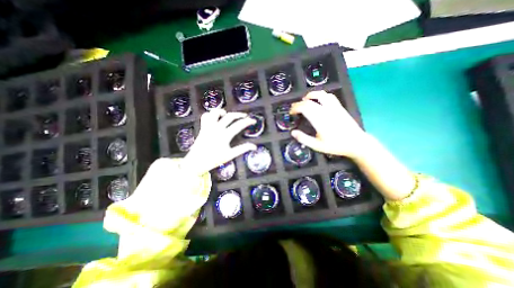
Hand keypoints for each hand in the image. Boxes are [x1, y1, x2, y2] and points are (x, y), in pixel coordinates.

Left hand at [183, 108, 259, 175]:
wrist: (196, 162)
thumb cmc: (214, 160)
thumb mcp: (230, 155)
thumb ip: (242, 149)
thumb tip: (254, 146)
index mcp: (225, 135)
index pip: (239, 125)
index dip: (248, 121)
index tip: (253, 120)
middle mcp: (217, 128)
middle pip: (230, 116)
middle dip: (239, 115)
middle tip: (245, 116)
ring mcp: (208, 127)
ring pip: (215, 113)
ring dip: (223, 111)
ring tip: (228, 114)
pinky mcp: (203, 128)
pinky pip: (205, 117)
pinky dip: (210, 114)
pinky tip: (215, 117)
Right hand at [288, 90, 369, 158]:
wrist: (356, 143)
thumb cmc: (335, 146)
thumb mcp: (317, 146)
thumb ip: (304, 139)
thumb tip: (293, 132)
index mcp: (319, 120)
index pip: (304, 108)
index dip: (295, 108)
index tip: (291, 113)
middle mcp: (326, 111)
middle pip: (309, 101)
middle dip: (299, 103)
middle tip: (294, 109)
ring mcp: (334, 108)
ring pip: (321, 95)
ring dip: (310, 95)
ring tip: (305, 100)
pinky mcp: (339, 107)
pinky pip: (329, 96)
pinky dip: (321, 95)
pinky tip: (318, 100)